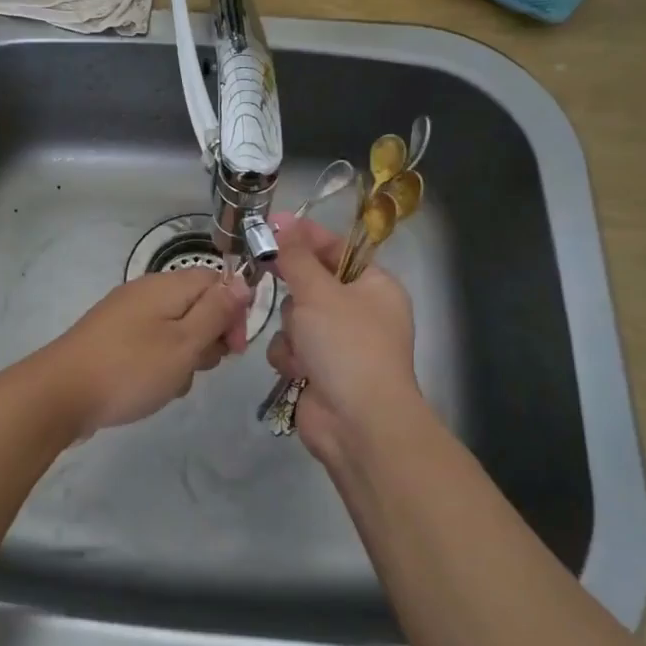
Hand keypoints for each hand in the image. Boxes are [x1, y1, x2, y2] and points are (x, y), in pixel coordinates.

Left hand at [27, 268, 251, 435]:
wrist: (60, 394)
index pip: (216, 281)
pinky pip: (151, 346)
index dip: (234, 312)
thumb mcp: (184, 342)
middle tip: (199, 367)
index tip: (234, 349)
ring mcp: (126, 316)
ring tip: (171, 383)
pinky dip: (159, 366)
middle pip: (196, 306)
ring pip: (175, 331)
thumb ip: (216, 311)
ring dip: (184, 358)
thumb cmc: (131, 368)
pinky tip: (151, 389)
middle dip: (208, 339)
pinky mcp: (112, 340)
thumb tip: (242, 281)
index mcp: (166, 285)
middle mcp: (146, 292)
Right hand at [266, 213, 429, 460]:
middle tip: (274, 282)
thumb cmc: (347, 346)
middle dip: (295, 295)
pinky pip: (290, 347)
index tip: (272, 225)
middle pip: (310, 284)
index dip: (304, 236)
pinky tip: (299, 371)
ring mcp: (339, 343)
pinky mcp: (319, 370)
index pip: (336, 248)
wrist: (358, 423)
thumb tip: (284, 223)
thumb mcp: (319, 292)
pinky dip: (290, 357)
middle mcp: (359, 311)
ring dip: (291, 331)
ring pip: (294, 317)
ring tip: (303, 348)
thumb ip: (296, 257)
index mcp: (374, 286)